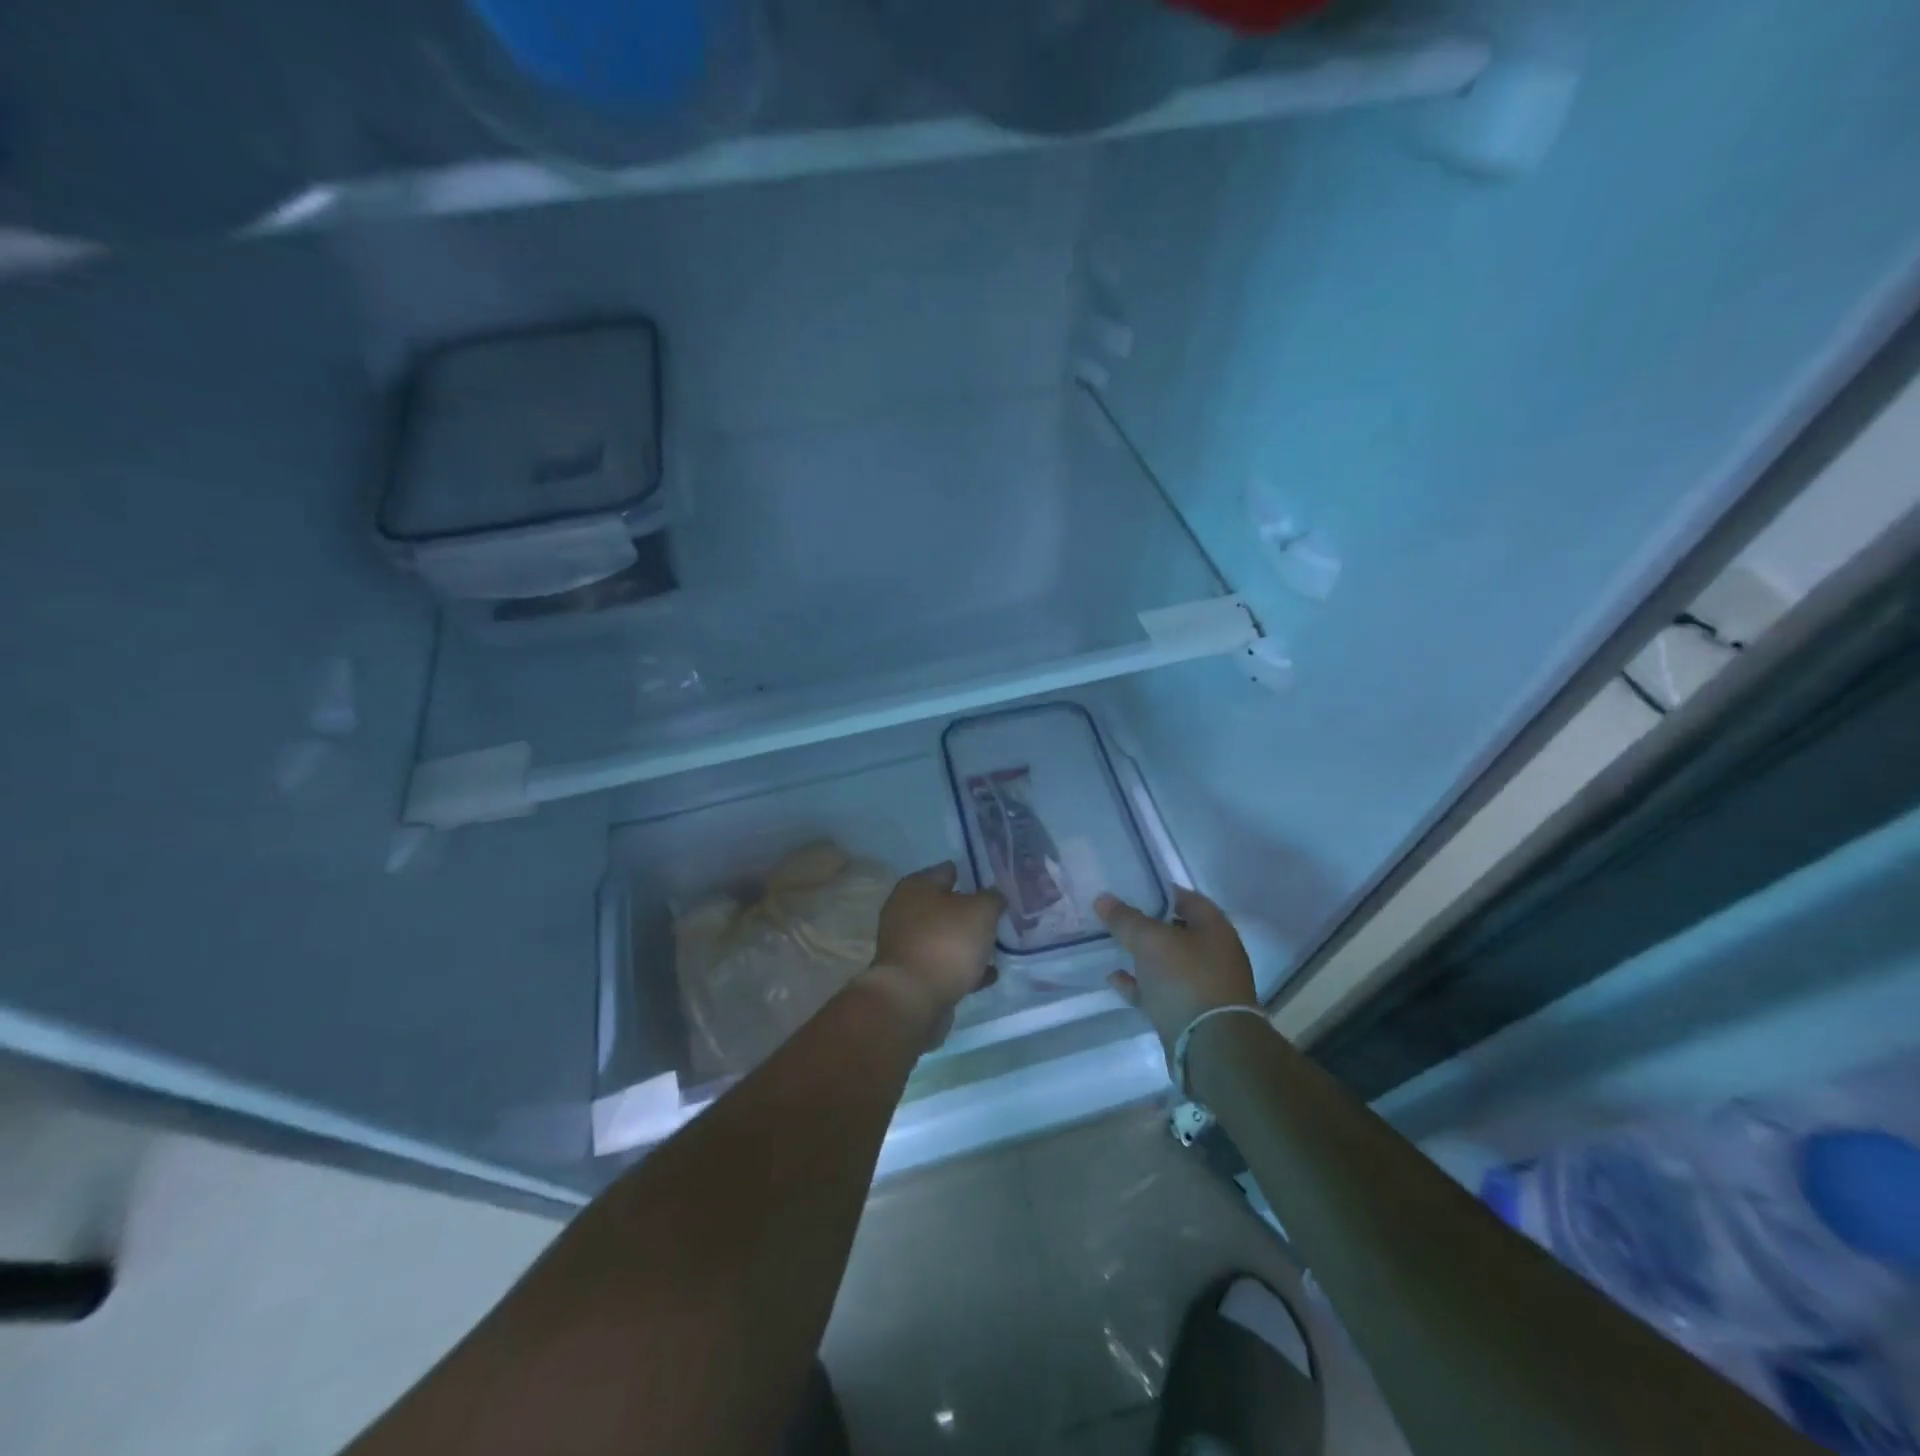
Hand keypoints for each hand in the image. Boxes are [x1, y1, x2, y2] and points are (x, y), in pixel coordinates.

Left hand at [864, 863, 1003, 1041]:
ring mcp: (906, 945)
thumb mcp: (981, 911)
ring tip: (996, 948)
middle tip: (998, 917)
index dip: (972, 874)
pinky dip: (963, 969)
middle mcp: (904, 911)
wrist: (913, 999)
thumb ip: (992, 898)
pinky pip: (943, 965)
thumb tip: (993, 896)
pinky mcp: (911, 975)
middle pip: (945, 906)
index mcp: (916, 886)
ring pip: (944, 937)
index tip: (995, 885)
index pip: (948, 870)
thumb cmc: (946, 942)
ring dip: (967, 942)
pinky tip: (987, 975)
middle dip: (970, 912)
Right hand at [1097, 887, 1257, 1062]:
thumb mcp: (1149, 941)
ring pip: (1167, 962)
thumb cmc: (1185, 979)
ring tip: (1111, 946)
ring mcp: (1203, 985)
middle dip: (1147, 925)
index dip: (1158, 891)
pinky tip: (1114, 978)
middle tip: (1116, 917)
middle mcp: (1214, 954)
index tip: (1130, 889)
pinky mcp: (1190, 1012)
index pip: (1186, 898)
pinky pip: (1160, 990)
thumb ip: (1125, 919)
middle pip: (1176, 931)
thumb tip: (1103, 898)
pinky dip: (1139, 984)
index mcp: (1214, 928)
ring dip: (1141, 956)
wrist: (1210, 1047)